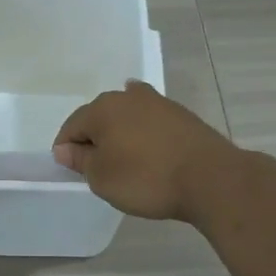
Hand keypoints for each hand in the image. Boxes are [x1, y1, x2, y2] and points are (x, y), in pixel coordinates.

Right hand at [52, 80, 240, 221]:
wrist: (210, 178)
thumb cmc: (145, 178)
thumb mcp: (102, 178)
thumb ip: (80, 161)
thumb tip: (65, 148)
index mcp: (101, 109)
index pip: (71, 127)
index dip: (67, 150)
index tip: (73, 172)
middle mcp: (127, 96)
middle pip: (99, 117)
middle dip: (94, 139)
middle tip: (98, 169)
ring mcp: (158, 102)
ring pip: (126, 116)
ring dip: (120, 134)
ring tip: (124, 159)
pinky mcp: (181, 115)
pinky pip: (151, 122)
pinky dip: (144, 133)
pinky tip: (146, 143)